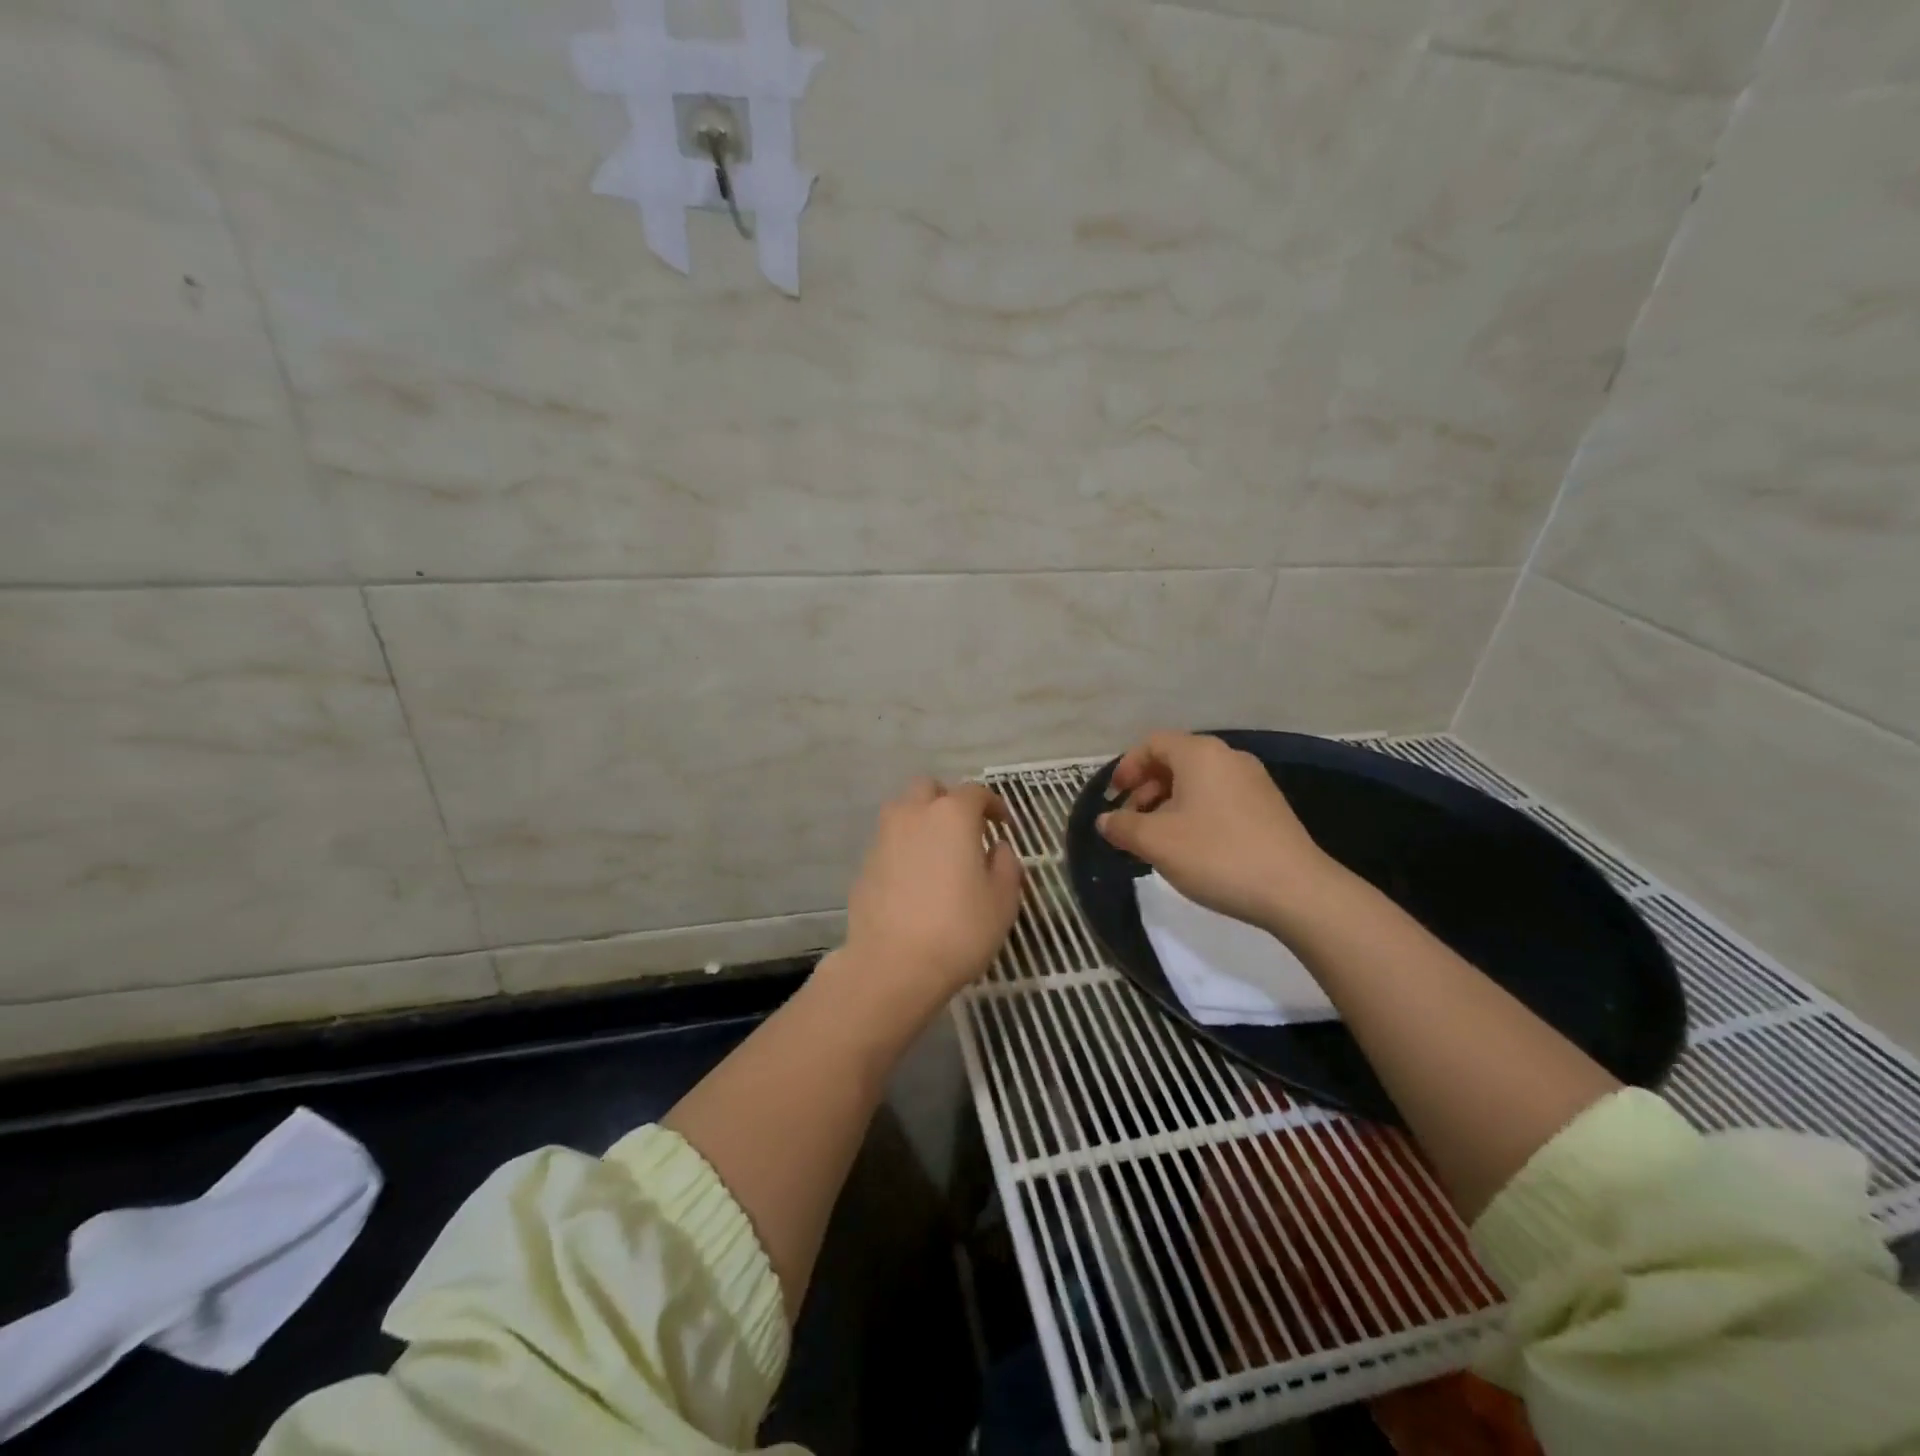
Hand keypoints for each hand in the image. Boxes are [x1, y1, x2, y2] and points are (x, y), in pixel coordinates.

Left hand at [837, 778, 1024, 1012]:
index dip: (993, 804)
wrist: (892, 965)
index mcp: (952, 815)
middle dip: (948, 801)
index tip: (1003, 825)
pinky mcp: (865, 864)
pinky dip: (904, 849)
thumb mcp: (1002, 901)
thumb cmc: (959, 929)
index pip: (975, 792)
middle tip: (965, 829)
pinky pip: (889, 843)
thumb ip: (1006, 865)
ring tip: (938, 852)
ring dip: (922, 821)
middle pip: (929, 789)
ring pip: (903, 811)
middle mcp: (913, 815)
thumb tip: (998, 848)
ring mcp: (883, 838)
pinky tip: (915, 880)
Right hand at [1098, 731, 1337, 930]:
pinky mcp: (1268, 807)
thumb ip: (1123, 826)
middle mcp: (1229, 758)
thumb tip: (1105, 820)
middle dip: (1146, 788)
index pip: (1153, 743)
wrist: (1296, 891)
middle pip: (1175, 760)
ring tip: (1156, 839)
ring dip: (1168, 803)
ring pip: (1198, 782)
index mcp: (1200, 754)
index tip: (1113, 798)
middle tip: (1130, 821)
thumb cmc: (1217, 855)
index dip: (1127, 767)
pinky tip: (1191, 846)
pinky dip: (1195, 812)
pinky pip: (1219, 797)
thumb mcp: (1157, 842)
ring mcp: (1253, 781)